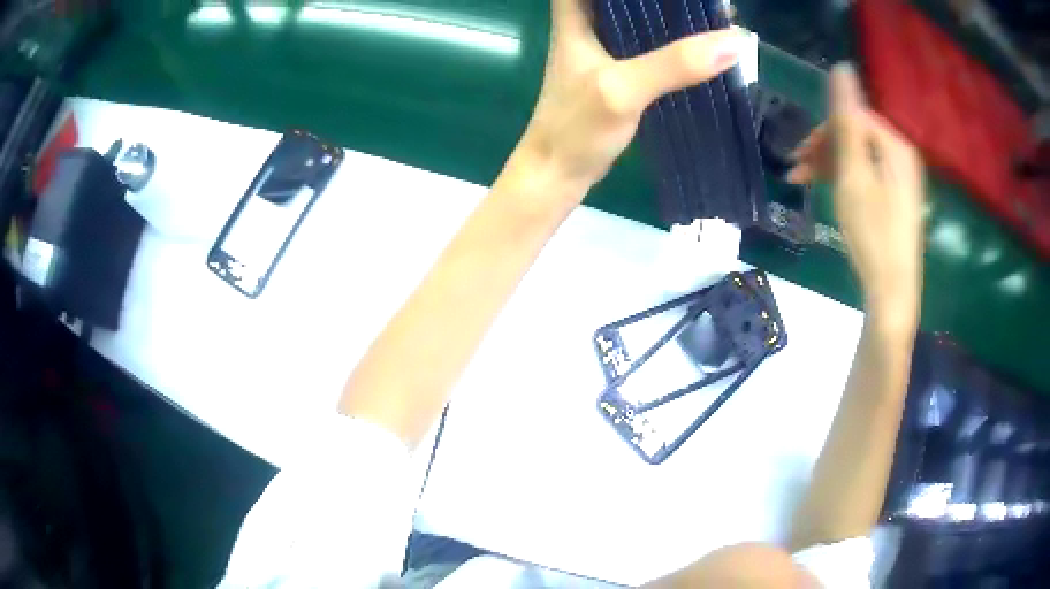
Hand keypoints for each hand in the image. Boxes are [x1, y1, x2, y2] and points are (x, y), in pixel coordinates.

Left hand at [520, 0, 747, 194]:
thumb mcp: (623, 89)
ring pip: (640, 16)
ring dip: (673, 15)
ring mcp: (604, 47)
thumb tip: (736, 41)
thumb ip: (674, 63)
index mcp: (576, 15)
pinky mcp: (619, 70)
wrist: (559, 172)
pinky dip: (673, 41)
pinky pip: (650, 43)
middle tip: (710, 3)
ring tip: (714, 14)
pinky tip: (701, 44)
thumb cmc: (577, 127)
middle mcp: (588, 22)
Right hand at [789, 64, 924, 330]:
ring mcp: (901, 179)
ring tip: (802, 183)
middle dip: (823, 149)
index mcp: (895, 146)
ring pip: (858, 156)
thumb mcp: (855, 174)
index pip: (854, 118)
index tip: (797, 155)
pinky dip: (845, 179)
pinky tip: (828, 190)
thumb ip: (848, 120)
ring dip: (829, 164)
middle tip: (795, 171)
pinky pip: (866, 174)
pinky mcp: (896, 198)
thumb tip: (842, 67)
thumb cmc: (873, 233)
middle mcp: (902, 156)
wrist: (892, 292)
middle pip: (856, 135)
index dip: (824, 131)